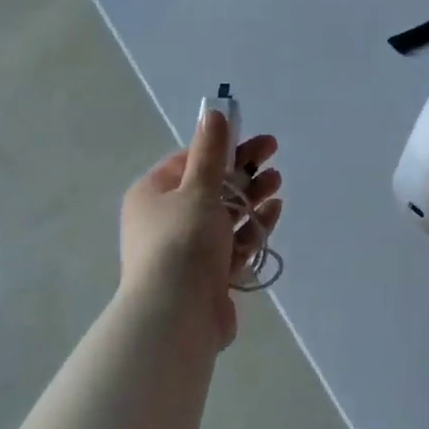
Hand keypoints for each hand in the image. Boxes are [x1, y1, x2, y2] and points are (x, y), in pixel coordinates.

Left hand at [119, 109, 282, 351]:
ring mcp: (187, 251)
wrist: (176, 316)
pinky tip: (274, 210)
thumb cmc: (181, 242)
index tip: (250, 139)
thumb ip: (210, 152)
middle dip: (241, 171)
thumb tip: (212, 112)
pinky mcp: (208, 276)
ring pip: (224, 216)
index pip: (187, 162)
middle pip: (209, 188)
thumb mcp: (197, 189)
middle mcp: (165, 221)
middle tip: (273, 153)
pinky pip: (233, 243)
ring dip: (250, 196)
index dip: (220, 148)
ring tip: (277, 181)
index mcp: (152, 196)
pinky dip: (252, 226)